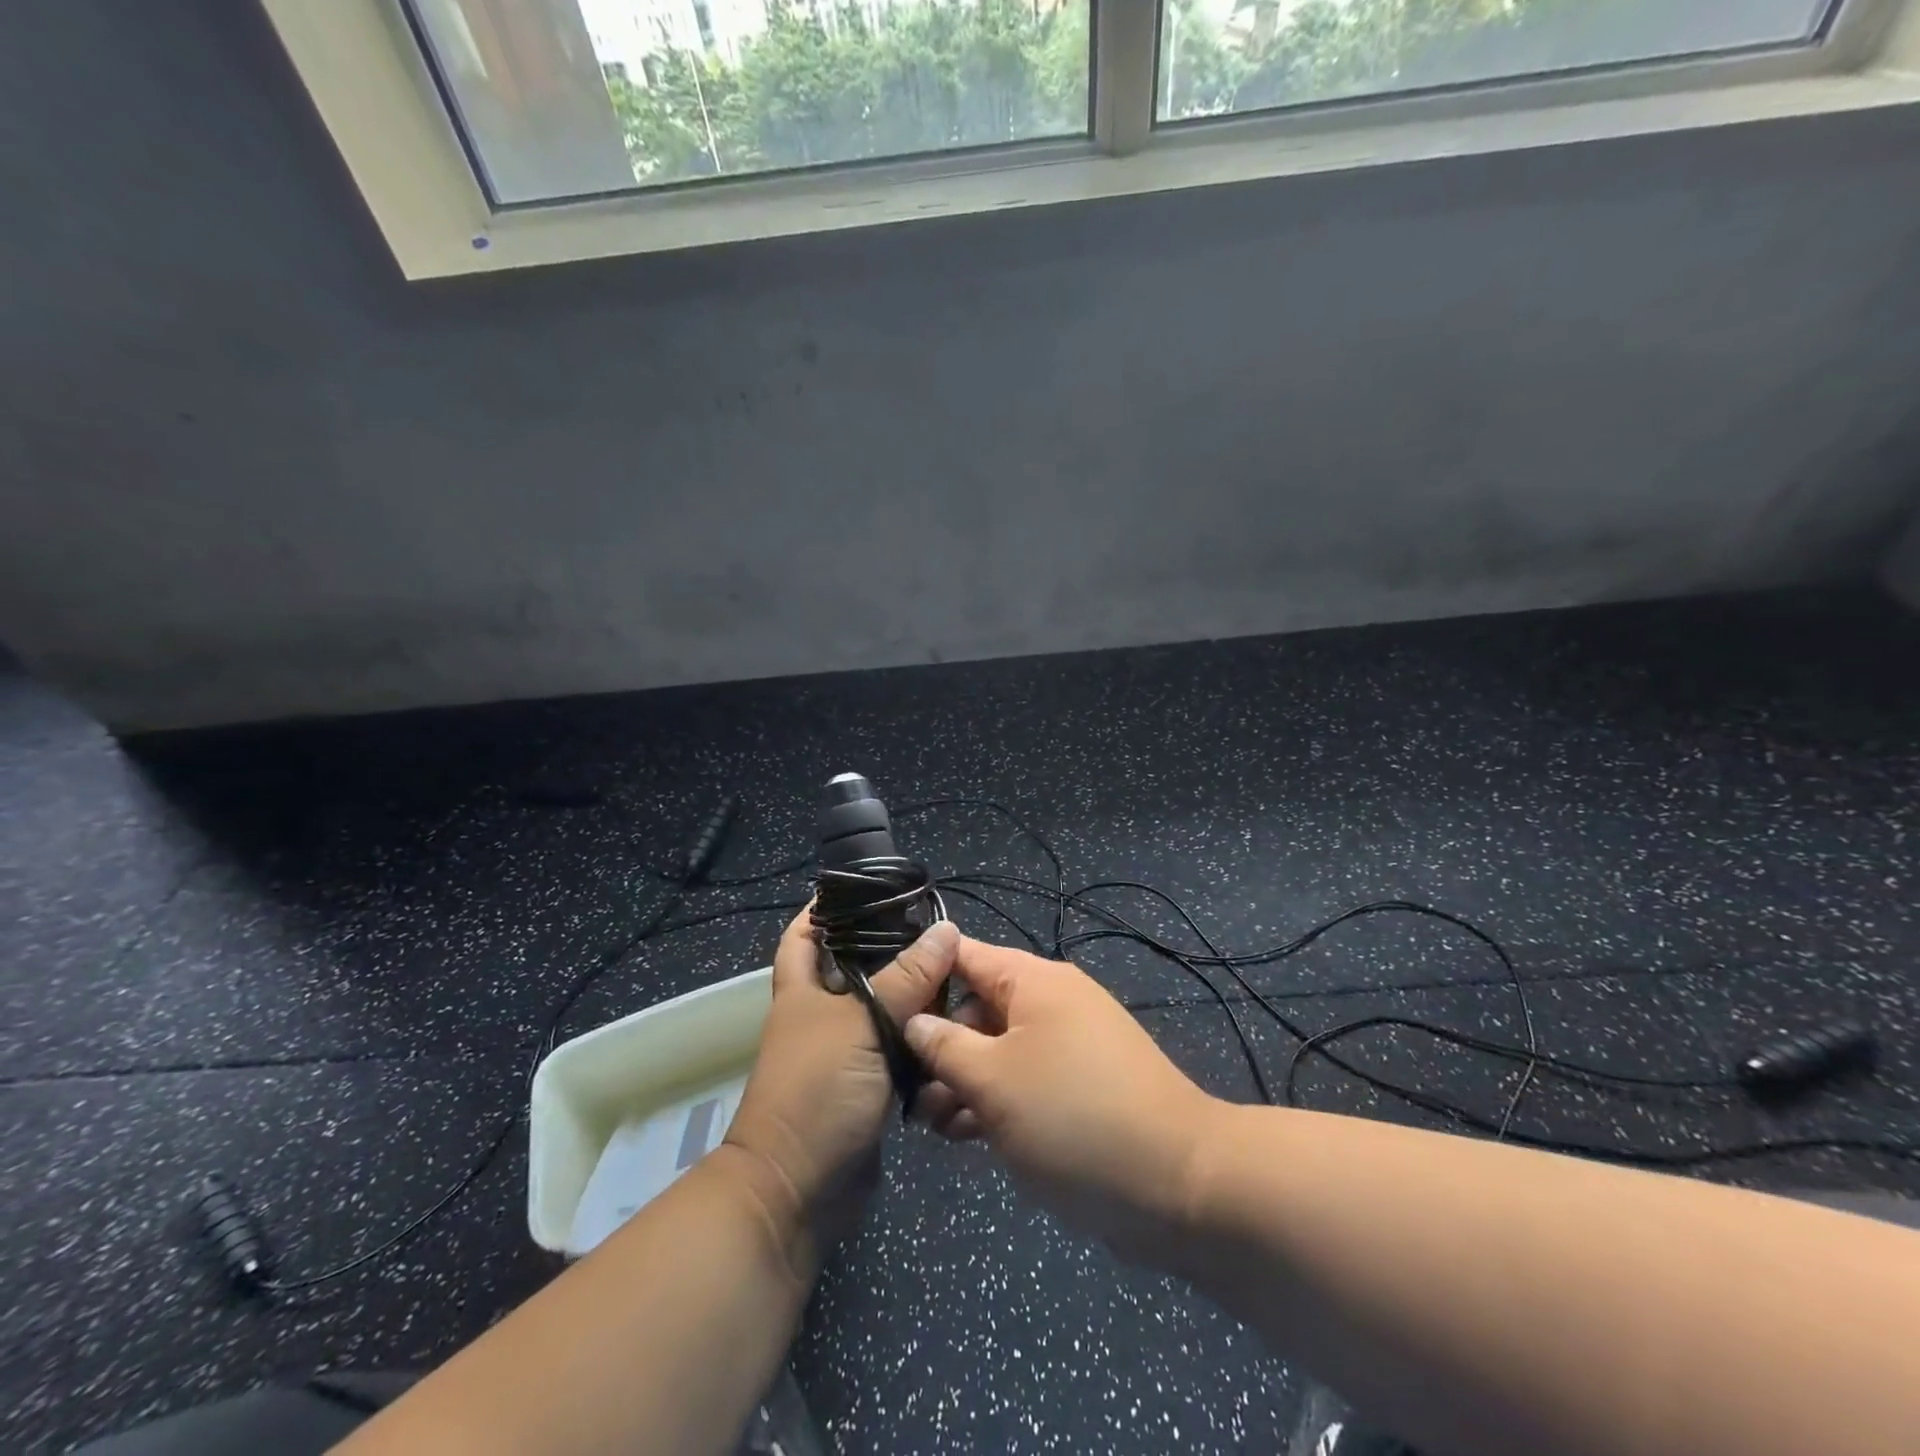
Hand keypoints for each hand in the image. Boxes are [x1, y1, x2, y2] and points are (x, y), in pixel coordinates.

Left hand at [723, 909, 956, 1269]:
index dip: (824, 909)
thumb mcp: (861, 1025)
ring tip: (958, 971)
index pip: (804, 935)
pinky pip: (901, 1051)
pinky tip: (956, 1025)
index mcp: (803, 991)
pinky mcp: (869, 1086)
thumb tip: (946, 930)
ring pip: (884, 1011)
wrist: (798, 1191)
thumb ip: (906, 979)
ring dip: (915, 997)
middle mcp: (822, 1016)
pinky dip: (923, 1040)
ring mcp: (845, 1053)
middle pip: (855, 969)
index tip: (866, 888)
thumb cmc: (816, 1092)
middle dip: (891, 950)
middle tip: (937, 930)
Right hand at [905, 936, 1219, 1260]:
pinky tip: (966, 1136)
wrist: (1179, 1183)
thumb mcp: (993, 1080)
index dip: (921, 976)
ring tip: (933, 1125)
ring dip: (962, 1081)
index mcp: (1032, 981)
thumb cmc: (1073, 1116)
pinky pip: (1024, 1080)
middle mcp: (1050, 1002)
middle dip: (940, 1045)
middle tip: (907, 1091)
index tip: (880, 1010)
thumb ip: (944, 1046)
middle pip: (977, 1006)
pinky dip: (994, 1100)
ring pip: (997, 1049)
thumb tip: (913, 1019)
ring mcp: (1067, 1046)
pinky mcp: (1078, 1088)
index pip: (963, 955)